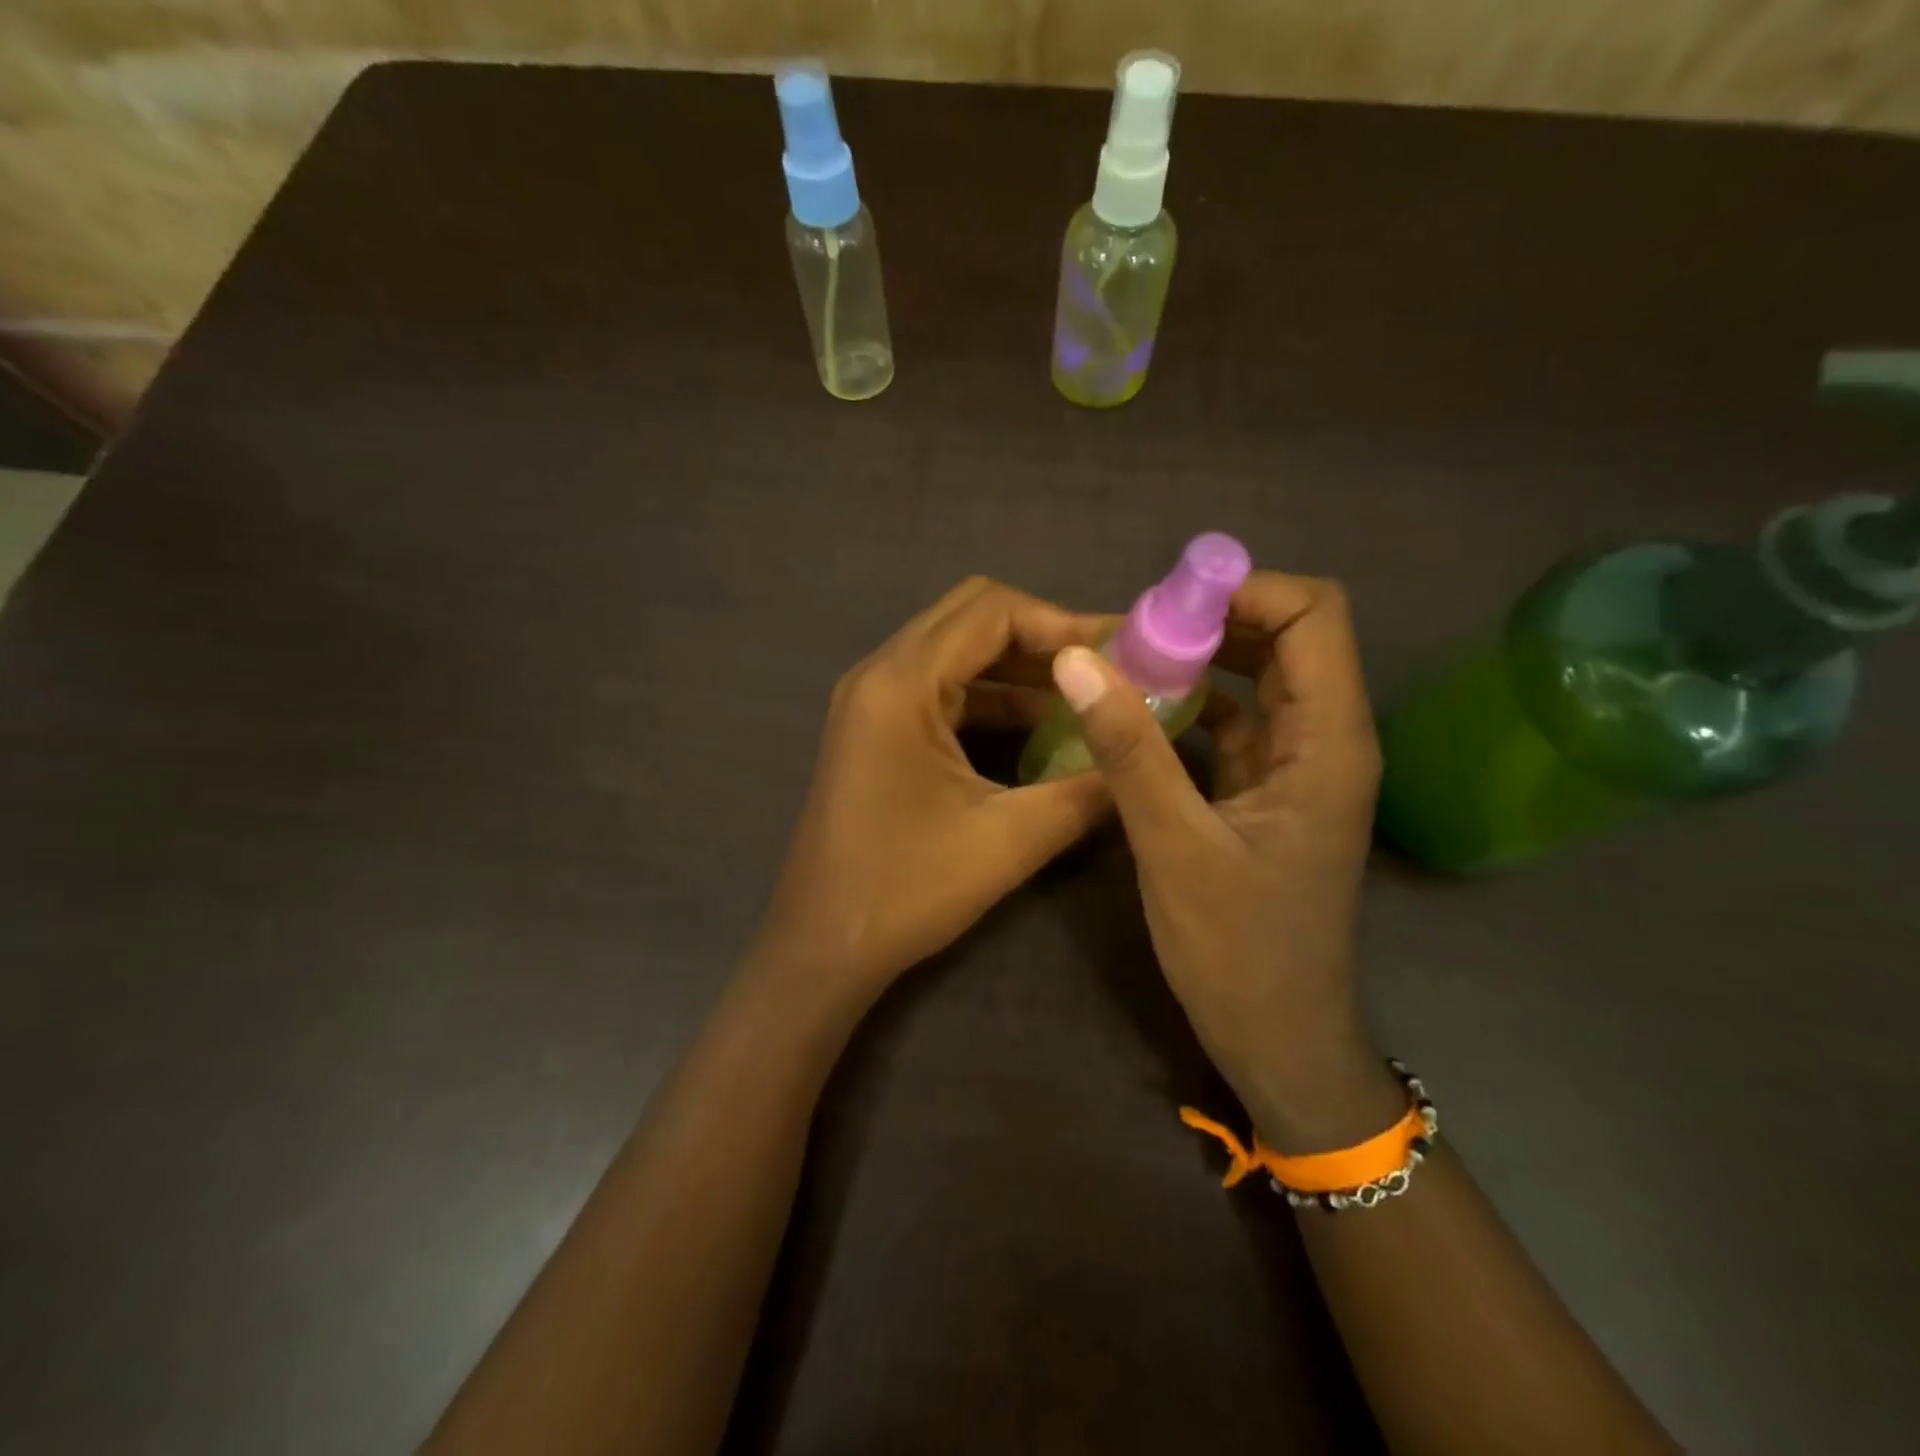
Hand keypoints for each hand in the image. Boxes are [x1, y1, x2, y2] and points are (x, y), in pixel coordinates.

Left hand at [748, 578, 1110, 1002]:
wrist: (823, 946)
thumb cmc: (905, 891)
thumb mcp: (1008, 841)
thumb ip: (1084, 792)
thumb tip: (1142, 761)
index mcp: (900, 684)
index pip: (991, 610)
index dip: (1061, 622)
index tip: (1118, 653)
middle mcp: (879, 674)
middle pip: (971, 617)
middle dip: (1043, 636)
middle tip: (1107, 667)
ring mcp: (872, 701)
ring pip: (956, 652)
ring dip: (1019, 667)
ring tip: (1087, 694)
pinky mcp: (875, 729)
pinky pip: (941, 689)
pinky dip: (991, 697)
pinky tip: (1040, 726)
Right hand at [1050, 571, 1403, 1151]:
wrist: (1278, 1039)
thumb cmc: (1239, 951)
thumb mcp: (1174, 846)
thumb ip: (1129, 749)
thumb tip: (1077, 661)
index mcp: (1329, 742)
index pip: (1315, 616)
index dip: (1246, 592)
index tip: (1166, 609)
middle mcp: (1325, 740)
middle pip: (1285, 637)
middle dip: (1210, 622)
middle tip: (1131, 635)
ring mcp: (1296, 767)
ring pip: (1255, 679)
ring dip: (1196, 662)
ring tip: (1124, 666)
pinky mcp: (1265, 792)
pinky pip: (1232, 723)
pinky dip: (1189, 706)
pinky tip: (1136, 714)